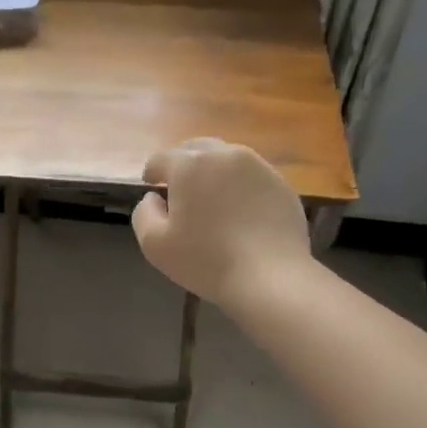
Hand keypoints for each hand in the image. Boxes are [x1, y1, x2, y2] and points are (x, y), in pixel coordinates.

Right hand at [133, 139, 312, 308]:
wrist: (270, 277)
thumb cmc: (206, 260)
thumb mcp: (154, 244)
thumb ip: (144, 213)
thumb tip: (153, 198)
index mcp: (190, 165)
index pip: (161, 159)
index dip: (152, 174)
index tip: (151, 188)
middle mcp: (225, 155)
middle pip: (196, 150)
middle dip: (183, 166)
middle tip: (180, 191)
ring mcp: (258, 166)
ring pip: (226, 160)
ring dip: (213, 174)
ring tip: (212, 201)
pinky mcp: (281, 184)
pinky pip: (251, 178)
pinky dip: (240, 188)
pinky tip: (240, 214)